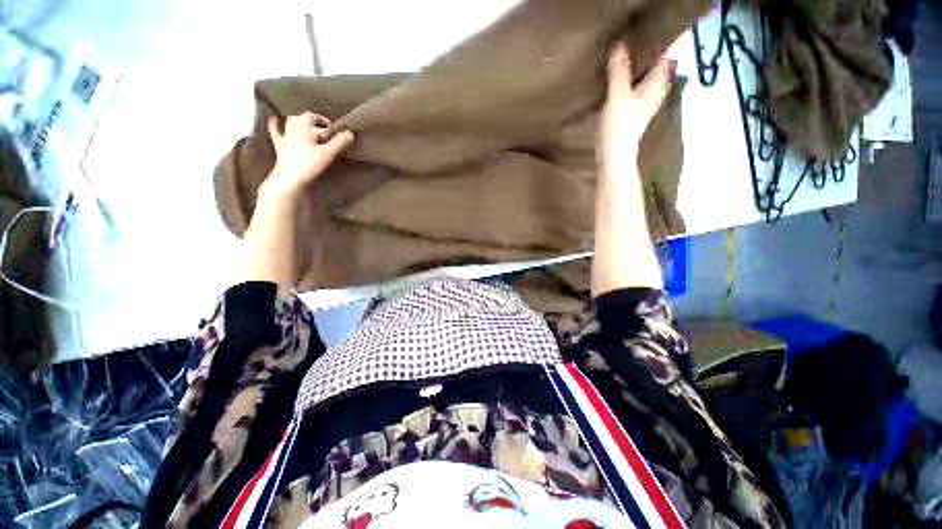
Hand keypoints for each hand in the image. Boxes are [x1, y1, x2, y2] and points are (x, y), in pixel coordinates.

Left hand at [264, 112, 354, 196]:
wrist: (289, 178)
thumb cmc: (310, 164)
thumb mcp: (328, 153)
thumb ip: (340, 143)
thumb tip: (350, 133)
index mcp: (306, 127)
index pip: (320, 121)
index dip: (330, 125)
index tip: (338, 133)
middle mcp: (294, 127)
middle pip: (306, 118)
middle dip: (317, 121)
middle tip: (327, 130)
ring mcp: (285, 136)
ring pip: (292, 121)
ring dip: (301, 121)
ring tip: (309, 125)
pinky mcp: (279, 145)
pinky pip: (275, 131)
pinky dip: (275, 124)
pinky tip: (274, 119)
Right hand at [599, 43, 672, 175]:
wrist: (614, 156)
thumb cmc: (619, 127)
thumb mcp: (617, 97)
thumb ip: (619, 72)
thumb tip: (619, 44)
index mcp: (656, 83)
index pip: (665, 54)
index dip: (659, 40)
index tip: (648, 28)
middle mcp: (655, 90)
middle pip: (657, 64)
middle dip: (649, 51)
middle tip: (634, 36)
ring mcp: (646, 101)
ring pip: (647, 75)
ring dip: (639, 64)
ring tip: (625, 52)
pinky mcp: (635, 110)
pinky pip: (637, 86)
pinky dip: (631, 78)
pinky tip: (620, 75)